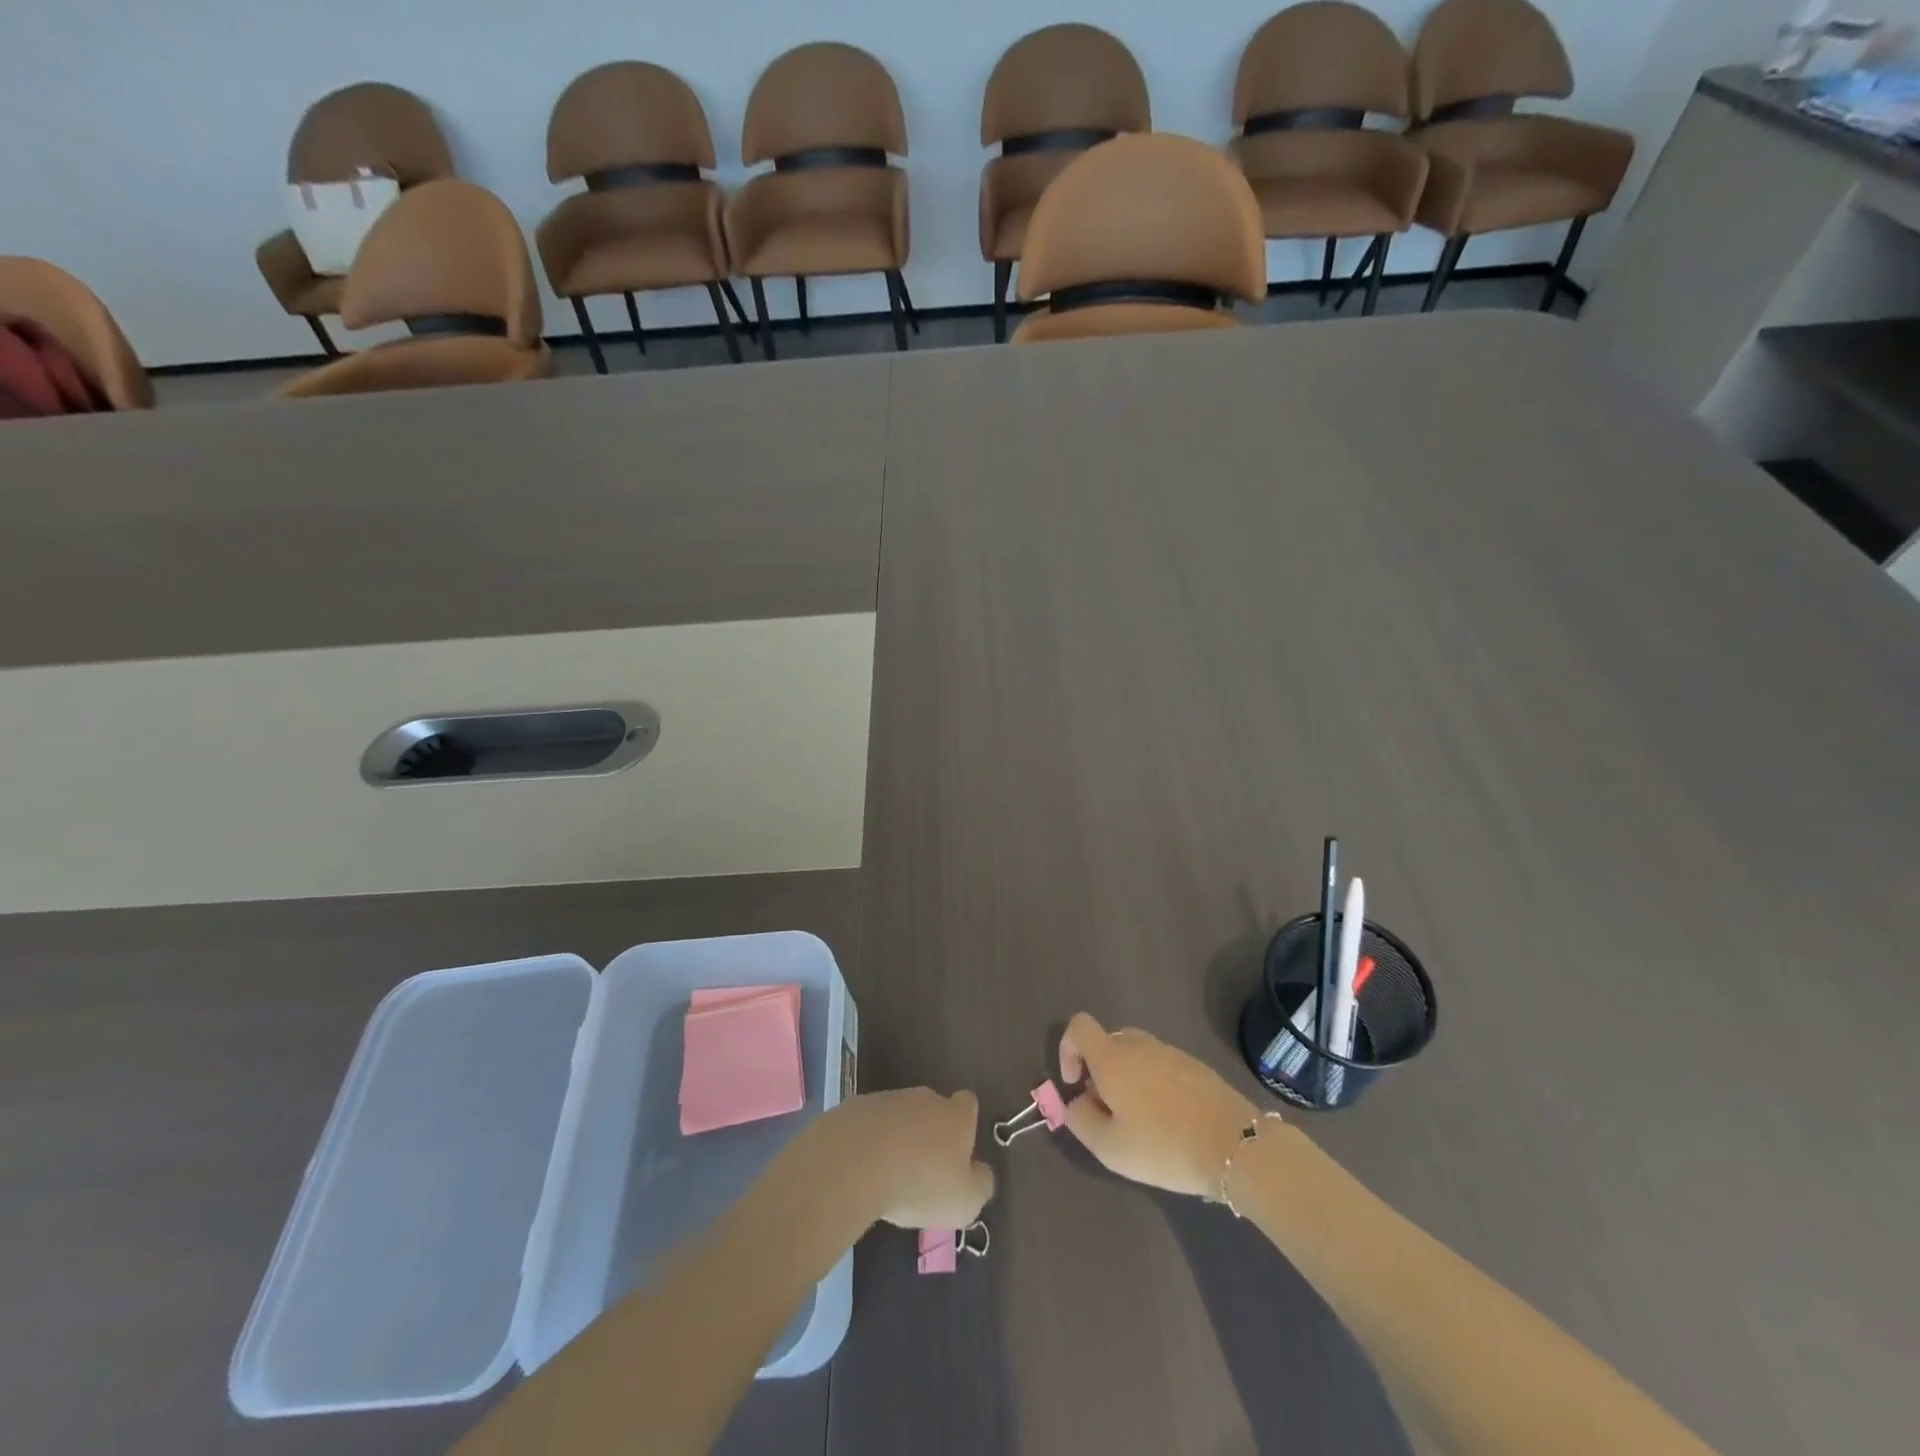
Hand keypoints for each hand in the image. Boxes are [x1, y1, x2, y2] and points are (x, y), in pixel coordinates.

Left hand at [823, 1088, 995, 1230]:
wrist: (856, 1161)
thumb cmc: (921, 1182)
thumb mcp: (965, 1201)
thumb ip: (980, 1185)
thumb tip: (980, 1173)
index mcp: (955, 1115)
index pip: (968, 1104)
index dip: (966, 1125)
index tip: (959, 1152)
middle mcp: (924, 1098)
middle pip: (932, 1109)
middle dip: (929, 1134)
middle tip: (923, 1171)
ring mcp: (888, 1099)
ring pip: (899, 1116)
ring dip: (898, 1138)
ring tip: (889, 1176)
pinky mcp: (855, 1107)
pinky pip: (869, 1124)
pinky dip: (868, 1142)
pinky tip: (861, 1170)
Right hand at [1058, 1013, 1257, 1197]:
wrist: (1235, 1145)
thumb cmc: (1164, 1146)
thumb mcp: (1110, 1148)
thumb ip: (1080, 1120)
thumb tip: (1076, 1102)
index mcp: (1113, 1058)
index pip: (1079, 1026)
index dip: (1068, 1049)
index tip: (1075, 1084)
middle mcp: (1139, 1044)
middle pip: (1107, 1041)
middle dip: (1099, 1070)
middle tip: (1109, 1110)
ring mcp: (1170, 1051)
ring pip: (1136, 1054)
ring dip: (1128, 1077)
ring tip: (1141, 1120)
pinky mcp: (1195, 1065)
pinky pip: (1161, 1064)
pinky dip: (1154, 1083)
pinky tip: (1170, 1120)